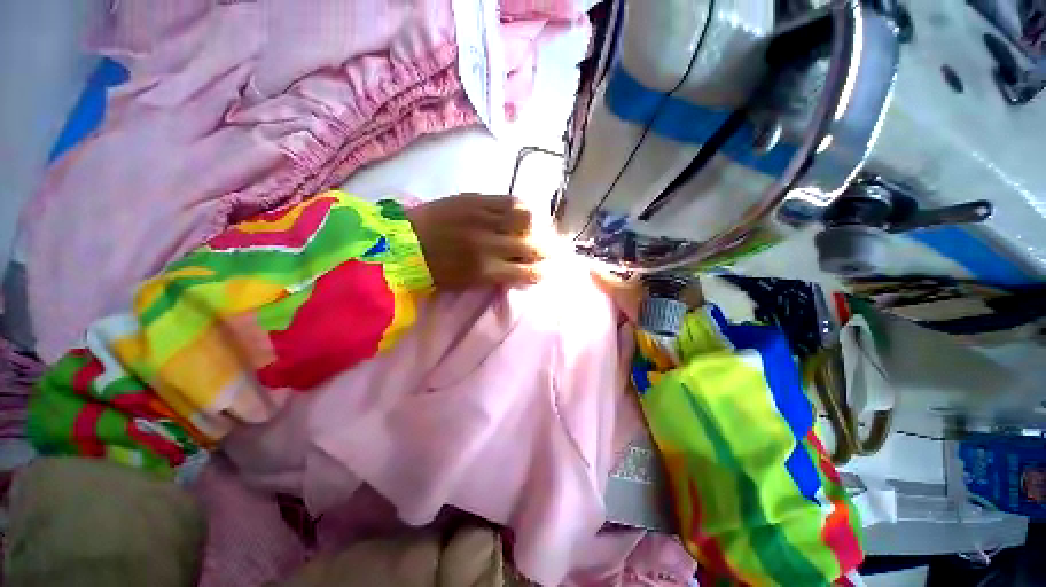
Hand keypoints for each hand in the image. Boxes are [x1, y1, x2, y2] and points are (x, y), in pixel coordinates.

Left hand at [406, 194, 543, 288]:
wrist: (403, 242)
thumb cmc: (434, 269)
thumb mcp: (468, 282)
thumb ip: (498, 275)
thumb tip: (522, 268)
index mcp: (485, 270)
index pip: (528, 272)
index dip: (541, 272)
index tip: (543, 271)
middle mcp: (489, 244)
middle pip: (532, 245)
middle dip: (545, 250)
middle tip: (546, 250)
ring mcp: (483, 218)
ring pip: (527, 219)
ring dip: (536, 227)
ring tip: (534, 230)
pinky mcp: (475, 199)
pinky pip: (510, 200)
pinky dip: (522, 208)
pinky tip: (522, 213)